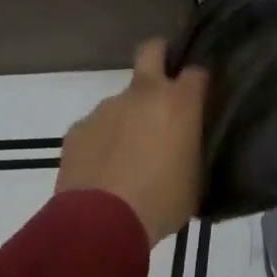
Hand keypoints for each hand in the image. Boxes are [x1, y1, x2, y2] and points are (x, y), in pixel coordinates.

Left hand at [55, 40, 207, 246]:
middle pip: (152, 50)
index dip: (198, 83)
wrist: (98, 227)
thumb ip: (193, 148)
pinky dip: (101, 141)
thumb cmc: (160, 203)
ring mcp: (107, 108)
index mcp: (179, 102)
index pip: (197, 71)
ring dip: (127, 117)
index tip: (199, 99)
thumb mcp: (195, 178)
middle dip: (160, 55)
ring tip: (126, 155)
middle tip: (163, 85)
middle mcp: (143, 94)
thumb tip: (187, 143)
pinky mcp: (77, 129)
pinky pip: (96, 127)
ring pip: (121, 100)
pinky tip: (101, 170)